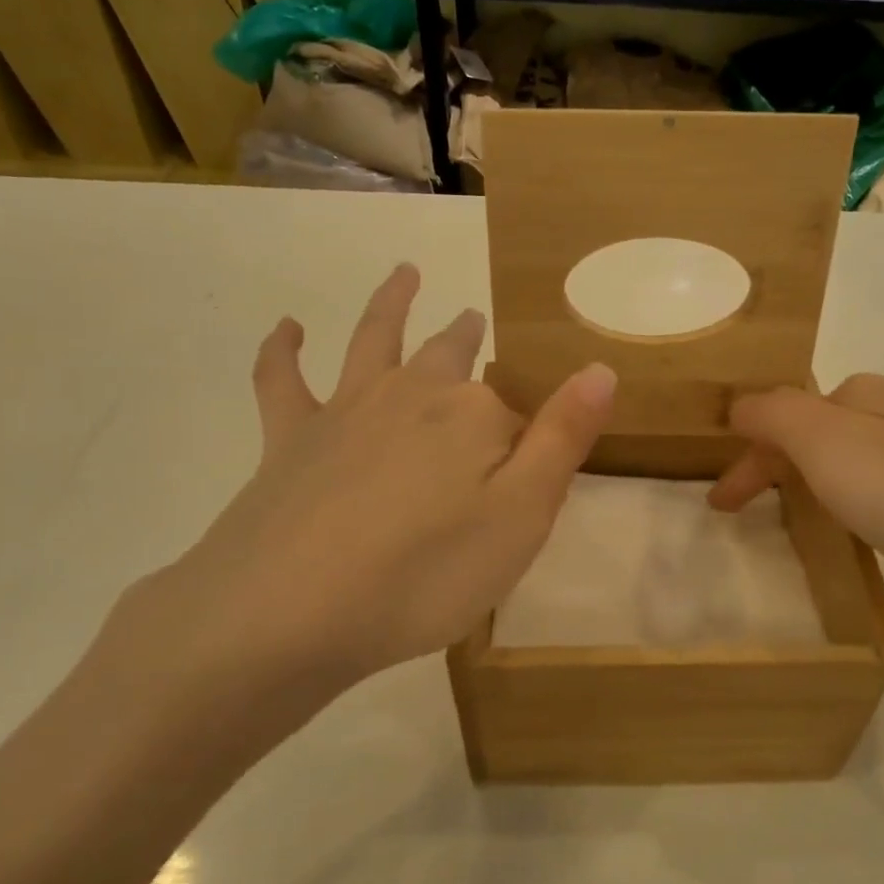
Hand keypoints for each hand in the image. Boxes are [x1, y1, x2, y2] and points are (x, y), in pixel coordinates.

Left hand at [89, 264, 614, 755]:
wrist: (288, 610)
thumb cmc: (424, 574)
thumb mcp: (521, 518)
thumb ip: (563, 439)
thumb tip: (600, 367)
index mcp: (473, 415)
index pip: (514, 414)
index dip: (526, 438)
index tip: (530, 474)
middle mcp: (412, 394)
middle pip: (447, 354)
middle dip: (465, 336)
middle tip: (473, 319)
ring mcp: (346, 409)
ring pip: (374, 340)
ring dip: (391, 303)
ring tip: (405, 273)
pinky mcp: (288, 437)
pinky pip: (282, 380)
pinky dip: (282, 350)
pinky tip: (287, 327)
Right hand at [708, 375, 883, 625]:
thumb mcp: (836, 453)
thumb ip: (778, 419)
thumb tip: (741, 403)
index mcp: (869, 394)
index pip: (784, 416)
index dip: (748, 460)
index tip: (723, 507)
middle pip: (832, 424)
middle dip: (793, 461)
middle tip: (777, 508)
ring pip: (880, 443)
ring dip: (842, 472)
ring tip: (839, 517)